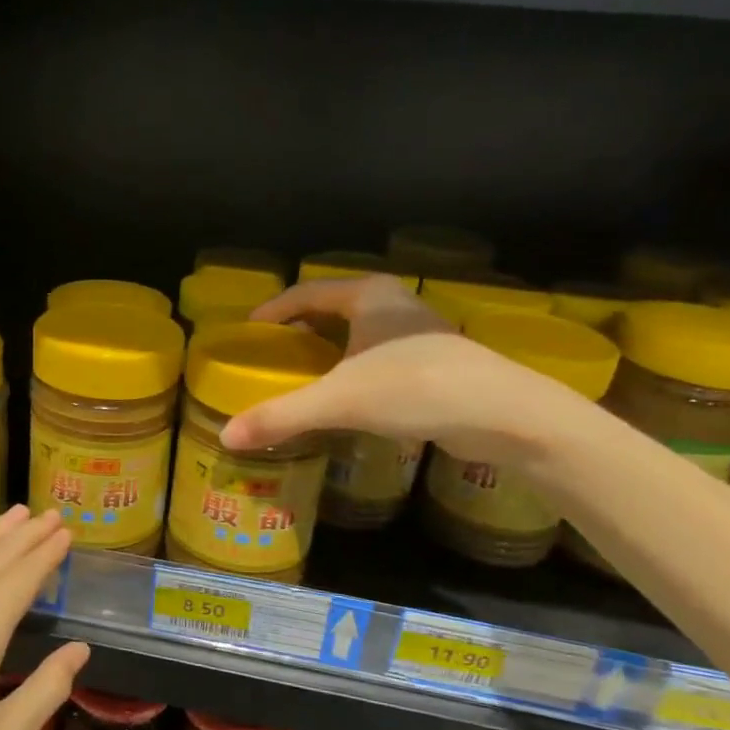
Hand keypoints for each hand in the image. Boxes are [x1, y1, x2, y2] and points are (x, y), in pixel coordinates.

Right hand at [225, 283, 601, 465]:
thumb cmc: (415, 387)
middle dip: (301, 327)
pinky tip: (346, 395)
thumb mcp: (340, 400)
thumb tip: (226, 437)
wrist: (503, 415)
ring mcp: (418, 333)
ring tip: (301, 373)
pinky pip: (377, 356)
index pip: (307, 292)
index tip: (249, 329)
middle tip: (271, 352)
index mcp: (369, 296)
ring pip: (359, 333)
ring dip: (329, 349)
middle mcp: (394, 305)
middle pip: (333, 308)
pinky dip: (353, 369)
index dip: (274, 308)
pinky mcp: (434, 363)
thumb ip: (282, 415)